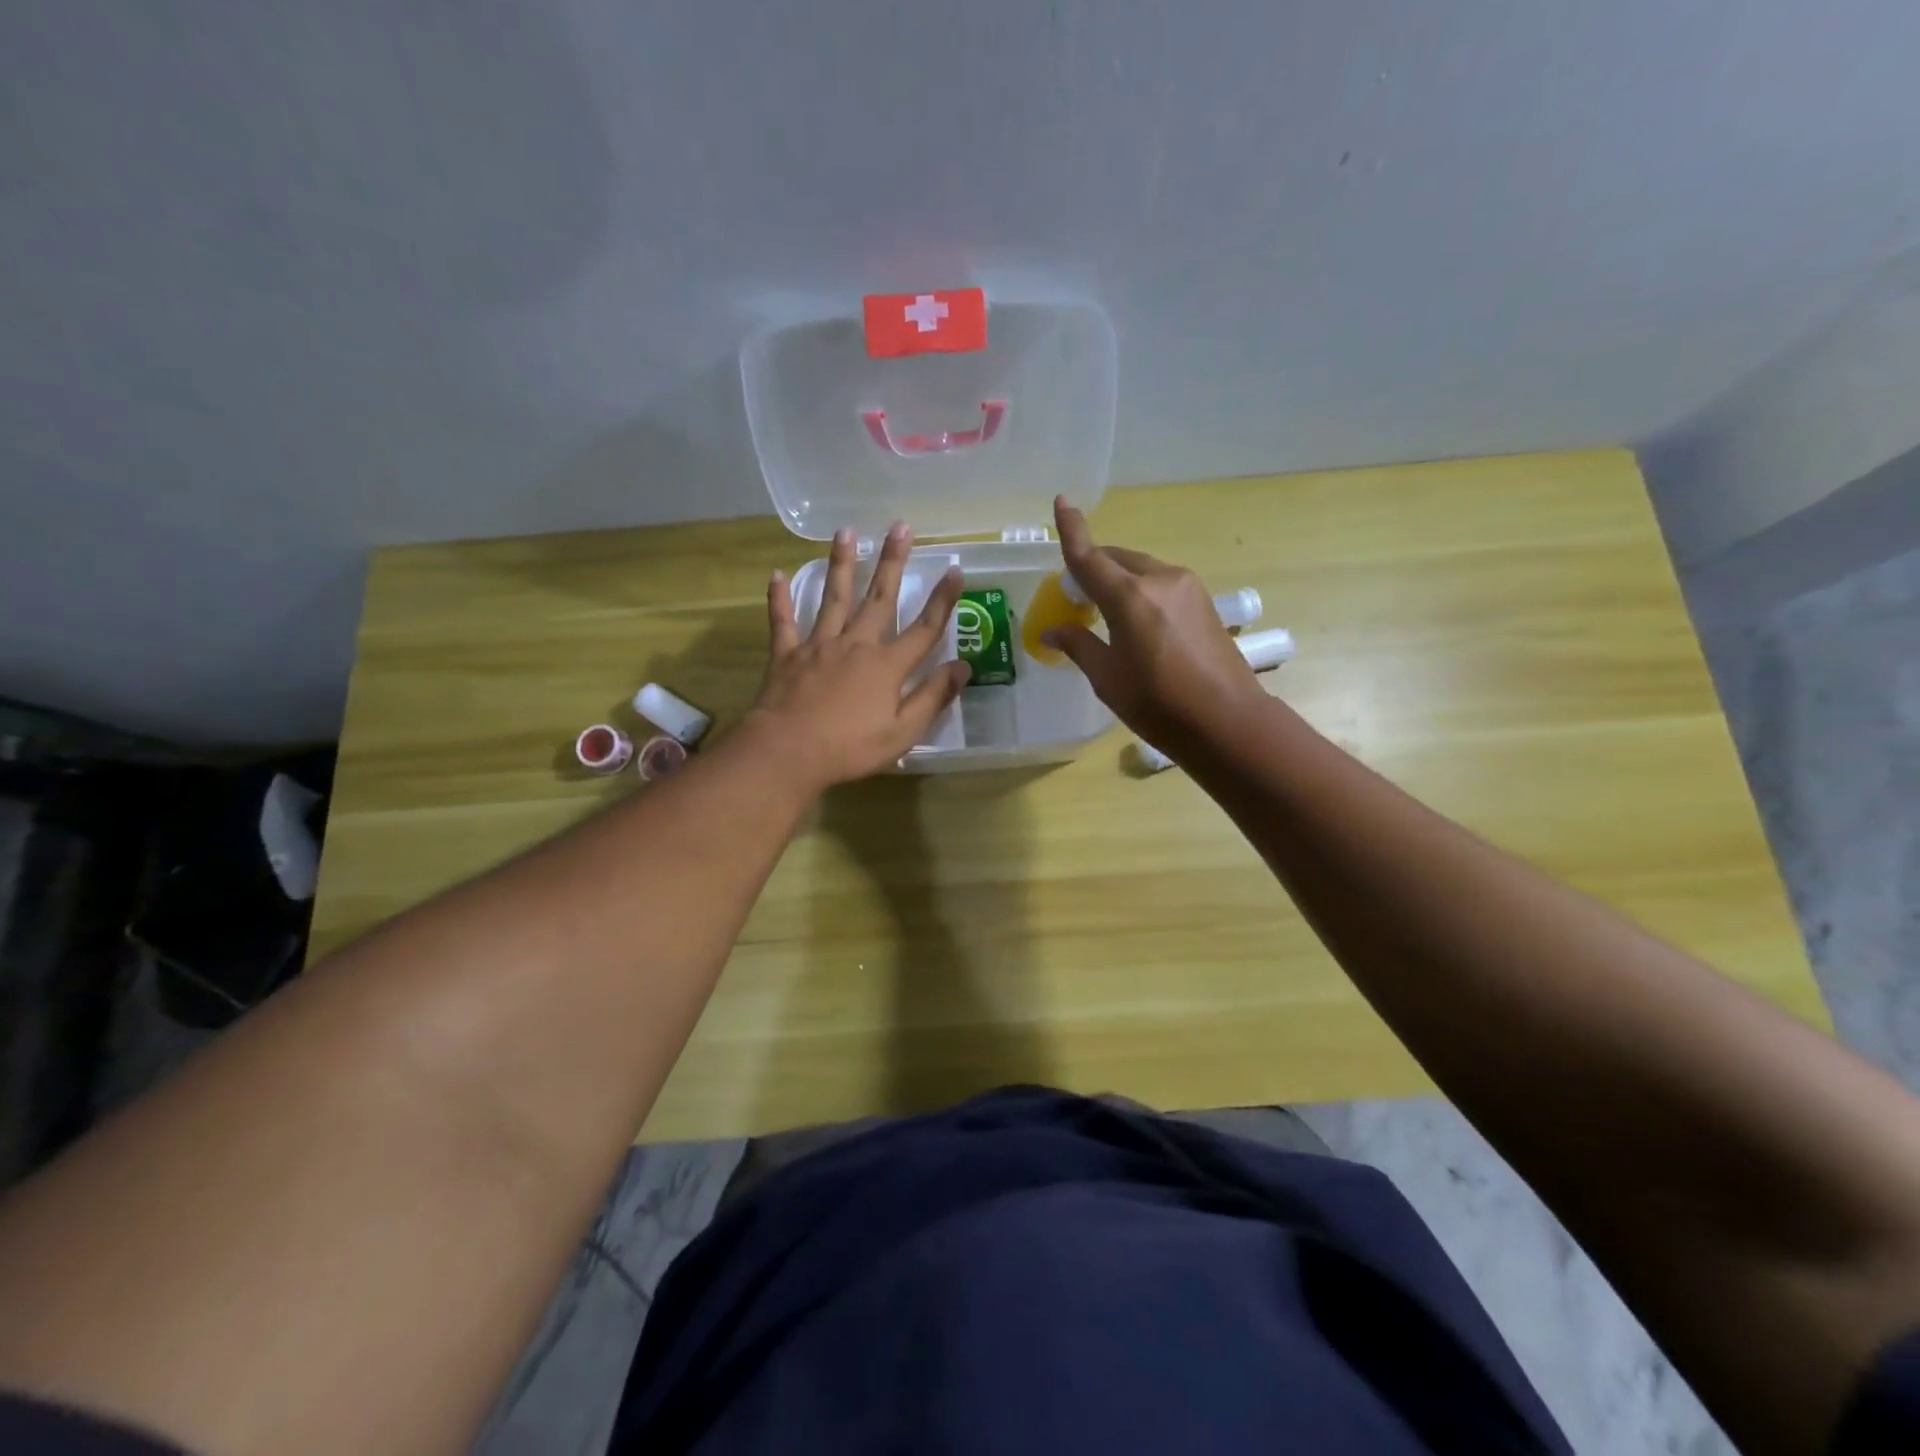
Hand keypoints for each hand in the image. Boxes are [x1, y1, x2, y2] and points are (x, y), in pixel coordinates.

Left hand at [743, 522, 969, 792]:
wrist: (787, 752)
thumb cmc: (850, 748)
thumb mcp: (903, 732)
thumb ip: (932, 697)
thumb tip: (962, 667)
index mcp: (887, 665)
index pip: (924, 628)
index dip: (943, 600)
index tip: (955, 570)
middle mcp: (856, 644)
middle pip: (879, 598)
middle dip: (892, 562)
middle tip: (900, 527)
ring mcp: (818, 646)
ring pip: (833, 598)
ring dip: (841, 564)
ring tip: (846, 532)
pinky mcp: (787, 655)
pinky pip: (784, 622)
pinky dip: (780, 599)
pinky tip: (777, 575)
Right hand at [1045, 496, 1265, 749]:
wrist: (1228, 721)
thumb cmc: (1158, 704)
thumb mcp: (1108, 678)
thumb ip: (1079, 645)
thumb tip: (1052, 630)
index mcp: (1129, 597)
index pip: (1090, 556)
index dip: (1072, 530)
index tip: (1061, 501)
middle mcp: (1160, 579)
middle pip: (1117, 559)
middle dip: (1094, 567)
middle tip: (1075, 594)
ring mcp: (1187, 587)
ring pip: (1141, 569)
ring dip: (1118, 579)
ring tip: (1104, 610)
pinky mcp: (1203, 601)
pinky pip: (1160, 583)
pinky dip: (1140, 590)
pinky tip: (1136, 619)